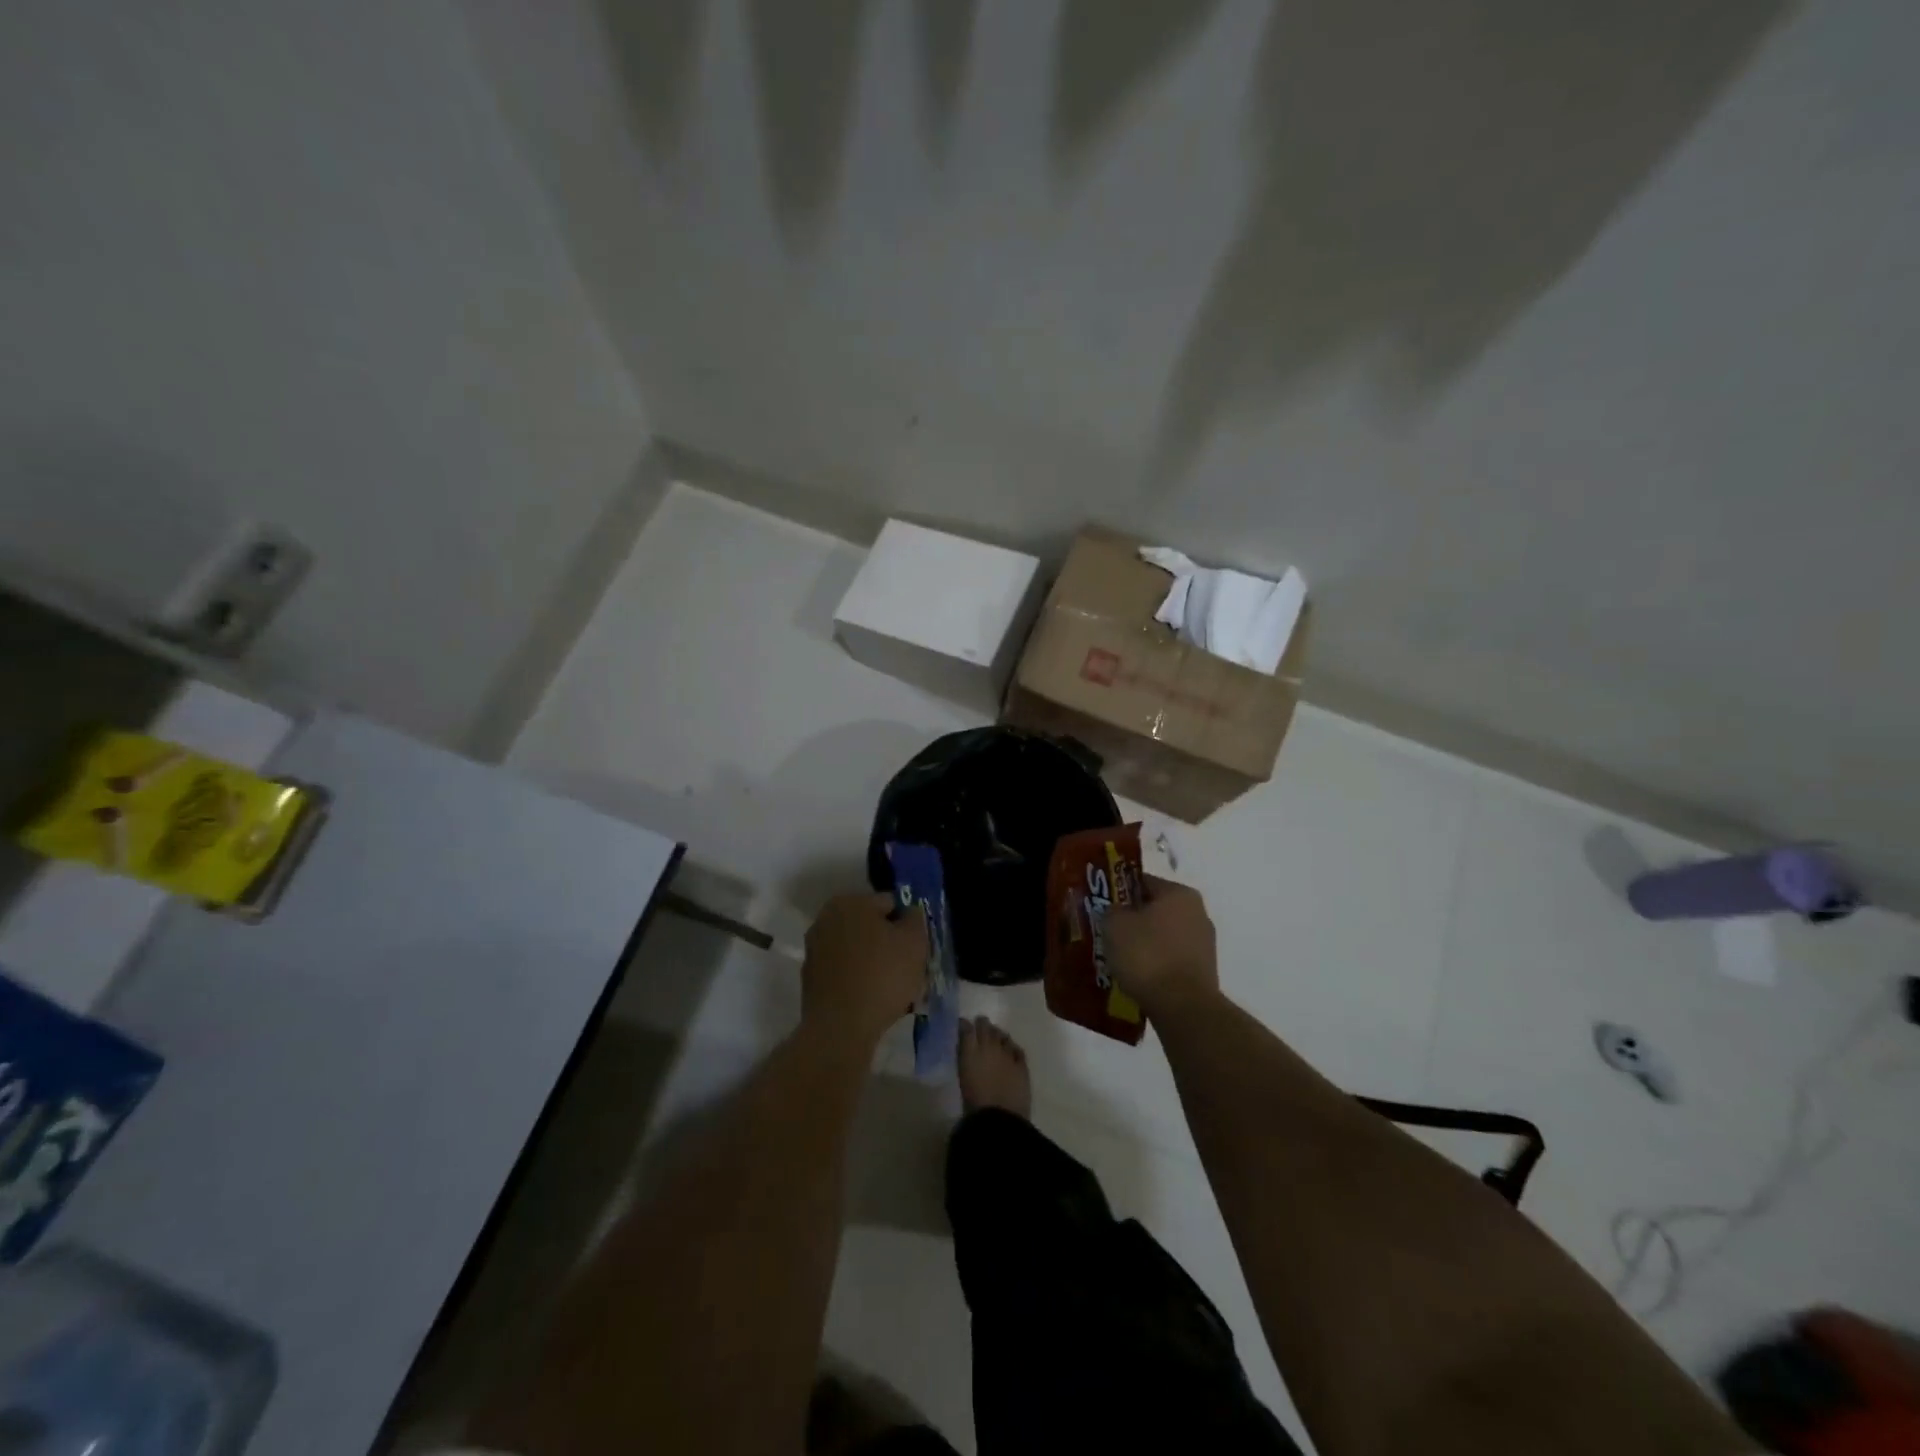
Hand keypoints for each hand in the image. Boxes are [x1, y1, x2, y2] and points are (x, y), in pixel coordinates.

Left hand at [801, 893, 926, 1045]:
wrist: (840, 1028)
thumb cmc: (882, 976)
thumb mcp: (914, 942)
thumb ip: (915, 919)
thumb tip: (909, 913)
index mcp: (850, 902)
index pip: (890, 903)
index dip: (908, 924)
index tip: (917, 948)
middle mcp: (826, 918)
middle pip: (871, 926)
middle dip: (889, 943)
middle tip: (909, 967)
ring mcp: (815, 949)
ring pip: (858, 950)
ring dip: (875, 962)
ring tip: (894, 988)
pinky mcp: (811, 978)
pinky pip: (845, 971)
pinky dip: (859, 979)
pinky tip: (874, 999)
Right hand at [1107, 874, 1219, 1015]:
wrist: (1182, 1007)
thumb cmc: (1147, 955)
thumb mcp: (1114, 925)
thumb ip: (1111, 910)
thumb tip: (1116, 912)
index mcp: (1180, 893)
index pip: (1142, 882)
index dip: (1118, 892)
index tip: (1102, 907)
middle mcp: (1198, 913)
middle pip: (1155, 909)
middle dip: (1132, 920)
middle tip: (1107, 933)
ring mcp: (1204, 944)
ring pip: (1163, 936)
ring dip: (1143, 944)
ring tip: (1119, 959)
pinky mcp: (1204, 972)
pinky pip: (1171, 959)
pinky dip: (1155, 964)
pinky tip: (1137, 977)